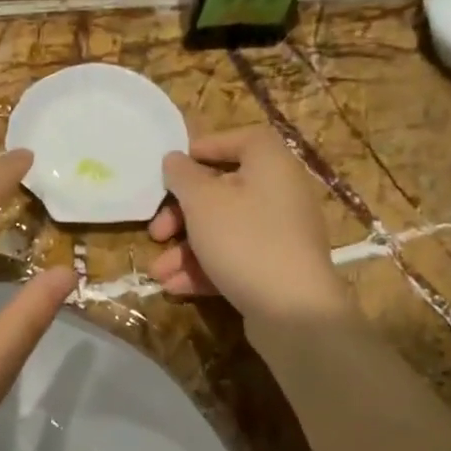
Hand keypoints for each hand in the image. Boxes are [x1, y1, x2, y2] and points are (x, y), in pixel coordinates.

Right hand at [148, 127, 348, 323]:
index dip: (207, 147)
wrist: (293, 311)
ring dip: (185, 249)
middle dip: (181, 214)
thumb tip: (174, 160)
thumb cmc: (244, 240)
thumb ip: (183, 176)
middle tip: (156, 231)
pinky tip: (175, 286)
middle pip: (223, 191)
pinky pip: (235, 258)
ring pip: (224, 230)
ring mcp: (280, 235)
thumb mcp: (202, 202)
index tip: (175, 167)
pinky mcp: (276, 269)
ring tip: (158, 271)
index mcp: (271, 165)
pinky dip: (205, 268)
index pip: (242, 140)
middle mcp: (280, 194)